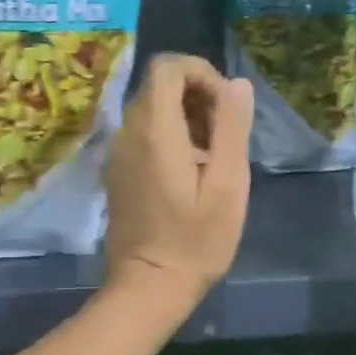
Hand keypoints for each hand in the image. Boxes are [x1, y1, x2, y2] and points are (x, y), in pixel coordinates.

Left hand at [103, 53, 253, 307]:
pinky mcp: (117, 171)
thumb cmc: (196, 240)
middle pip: (160, 85)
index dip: (202, 73)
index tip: (226, 107)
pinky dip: (170, 135)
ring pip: (152, 108)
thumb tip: (238, 84)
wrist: (147, 288)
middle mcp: (128, 132)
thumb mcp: (228, 184)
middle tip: (225, 135)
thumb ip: (232, 127)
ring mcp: (118, 152)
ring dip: (186, 116)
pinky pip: (144, 133)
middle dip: (198, 95)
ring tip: (213, 155)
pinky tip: (191, 171)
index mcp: (154, 129)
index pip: (168, 66)